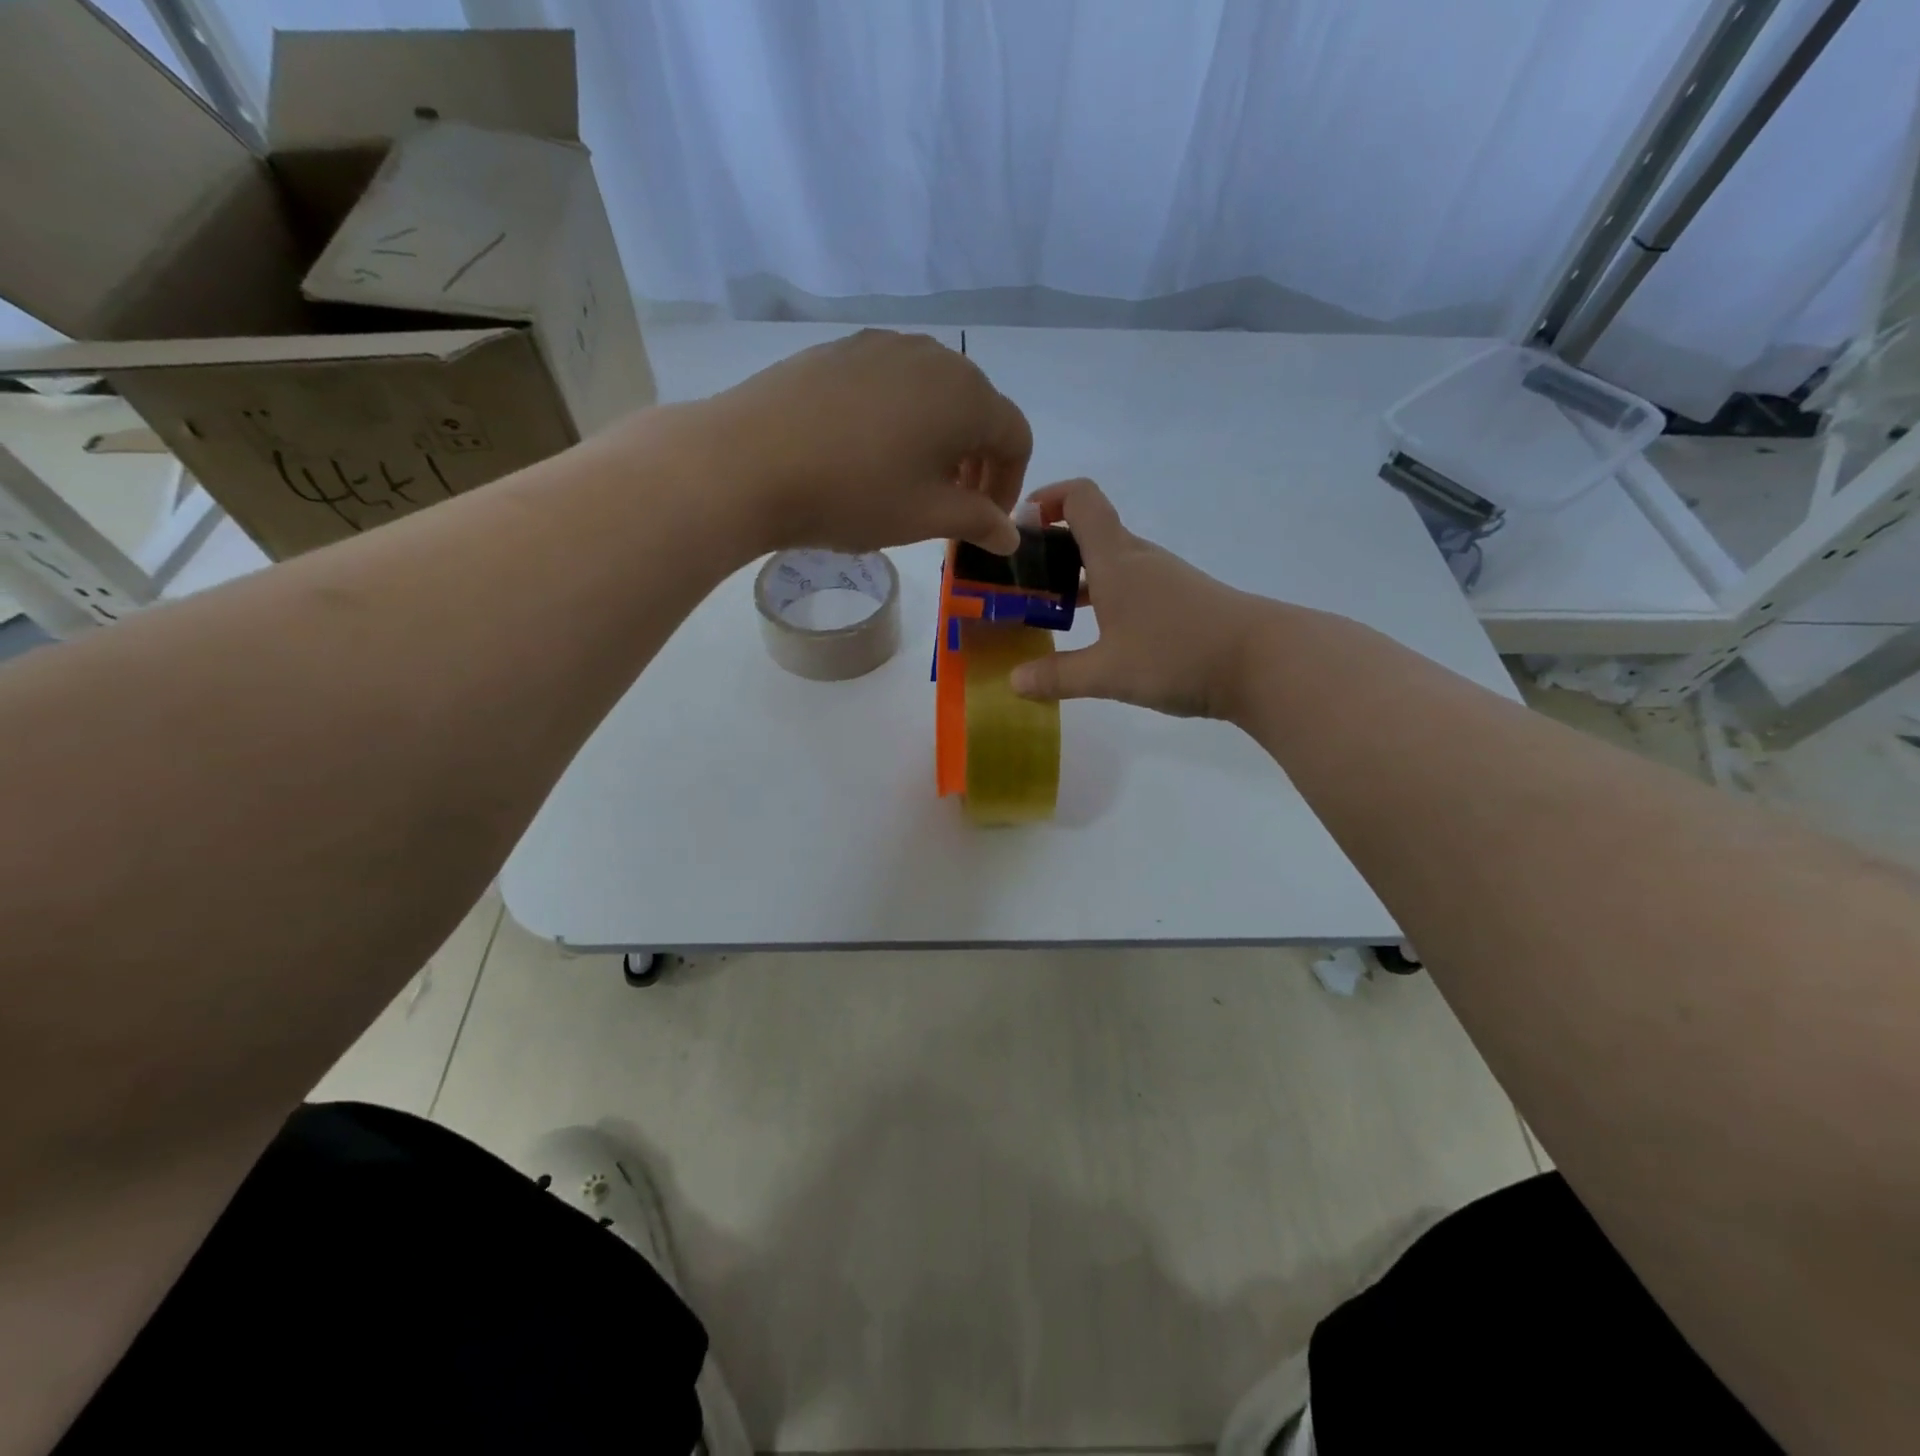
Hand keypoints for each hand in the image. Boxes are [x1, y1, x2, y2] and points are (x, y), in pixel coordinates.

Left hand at [689, 328, 1030, 556]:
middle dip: (977, 460)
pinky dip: (900, 417)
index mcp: (967, 396)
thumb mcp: (926, 517)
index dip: (1010, 484)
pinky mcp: (841, 350)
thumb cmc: (854, 494)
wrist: (750, 461)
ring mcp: (883, 345)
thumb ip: (978, 522)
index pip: (1015, 437)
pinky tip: (868, 450)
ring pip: (933, 393)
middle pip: (978, 409)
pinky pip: (891, 383)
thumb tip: (1010, 537)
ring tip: (912, 478)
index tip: (986, 521)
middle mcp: (934, 357)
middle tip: (953, 504)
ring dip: (939, 438)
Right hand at [1009, 478, 1276, 719]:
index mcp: (1115, 558)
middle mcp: (1139, 558)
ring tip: (1052, 611)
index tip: (1021, 526)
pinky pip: (1133, 586)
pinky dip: (1107, 597)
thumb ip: (1057, 676)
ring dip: (1080, 576)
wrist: (1264, 662)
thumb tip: (1014, 681)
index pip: (1080, 498)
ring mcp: (1165, 578)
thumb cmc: (1177, 653)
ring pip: (1112, 562)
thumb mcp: (1108, 672)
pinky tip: (1101, 634)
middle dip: (1053, 548)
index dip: (1048, 498)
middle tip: (1023, 581)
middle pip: (1092, 531)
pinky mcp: (1183, 600)